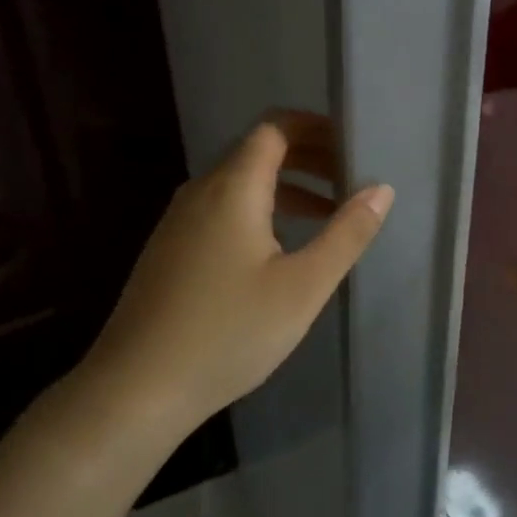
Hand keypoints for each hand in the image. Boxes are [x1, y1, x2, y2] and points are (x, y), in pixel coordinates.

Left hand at [82, 112, 392, 433]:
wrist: (136, 388)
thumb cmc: (228, 333)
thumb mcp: (302, 286)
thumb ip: (346, 234)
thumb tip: (381, 189)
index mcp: (233, 187)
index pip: (274, 128)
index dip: (314, 127)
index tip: (351, 144)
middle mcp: (201, 190)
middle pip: (258, 151)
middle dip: (307, 157)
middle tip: (348, 179)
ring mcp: (179, 220)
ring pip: (239, 183)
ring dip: (286, 187)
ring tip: (327, 215)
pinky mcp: (169, 248)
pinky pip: (221, 208)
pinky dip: (259, 209)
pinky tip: (278, 249)